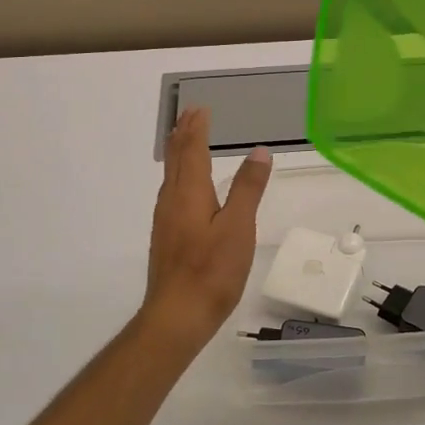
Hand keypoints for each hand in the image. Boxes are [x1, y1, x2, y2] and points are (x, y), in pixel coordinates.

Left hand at [140, 108, 272, 342]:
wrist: (177, 316)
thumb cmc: (211, 271)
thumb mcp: (238, 227)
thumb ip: (248, 188)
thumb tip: (259, 151)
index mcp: (189, 193)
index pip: (192, 151)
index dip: (197, 129)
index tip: (200, 108)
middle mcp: (172, 201)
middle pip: (176, 159)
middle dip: (183, 134)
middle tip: (190, 114)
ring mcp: (165, 220)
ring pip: (171, 176)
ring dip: (179, 153)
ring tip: (185, 140)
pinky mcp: (166, 237)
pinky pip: (171, 192)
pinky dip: (179, 175)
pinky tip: (184, 188)